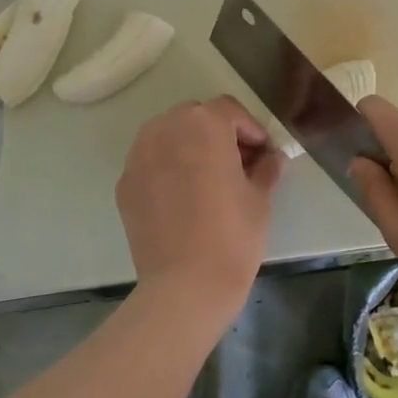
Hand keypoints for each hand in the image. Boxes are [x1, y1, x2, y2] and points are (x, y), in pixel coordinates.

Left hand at [116, 97, 284, 316]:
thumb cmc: (233, 236)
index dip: (251, 130)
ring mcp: (139, 157)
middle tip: (238, 163)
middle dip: (218, 133)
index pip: (230, 111)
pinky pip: (151, 162)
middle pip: (195, 116)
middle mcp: (165, 130)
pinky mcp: (125, 184)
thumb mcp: (260, 199)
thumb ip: (266, 168)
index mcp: (203, 125)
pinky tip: (183, 198)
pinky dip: (167, 168)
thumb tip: (272, 159)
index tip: (263, 154)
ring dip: (189, 145)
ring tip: (207, 178)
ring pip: (167, 135)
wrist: (185, 286)